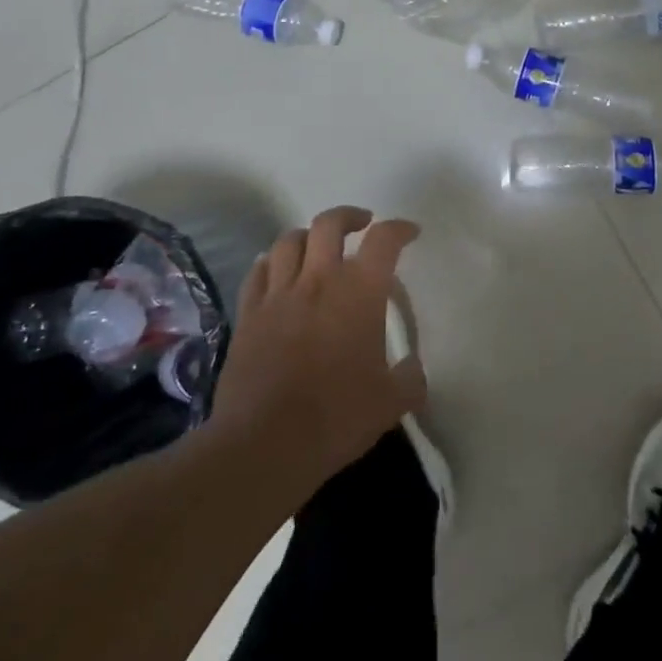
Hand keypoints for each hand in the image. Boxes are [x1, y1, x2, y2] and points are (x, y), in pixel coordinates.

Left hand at [208, 206, 425, 494]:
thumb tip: (413, 368)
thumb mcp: (391, 403)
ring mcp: (278, 295)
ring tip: (318, 247)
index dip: (399, 229)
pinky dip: (272, 263)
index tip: (409, 233)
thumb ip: (410, 379)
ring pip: (289, 240)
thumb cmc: (337, 418)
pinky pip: (258, 272)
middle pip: (329, 223)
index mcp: (359, 292)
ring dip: (309, 236)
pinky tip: (277, 272)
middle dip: (349, 216)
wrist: (265, 444)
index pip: (383, 240)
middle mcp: (318, 280)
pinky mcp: (248, 315)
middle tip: (362, 225)